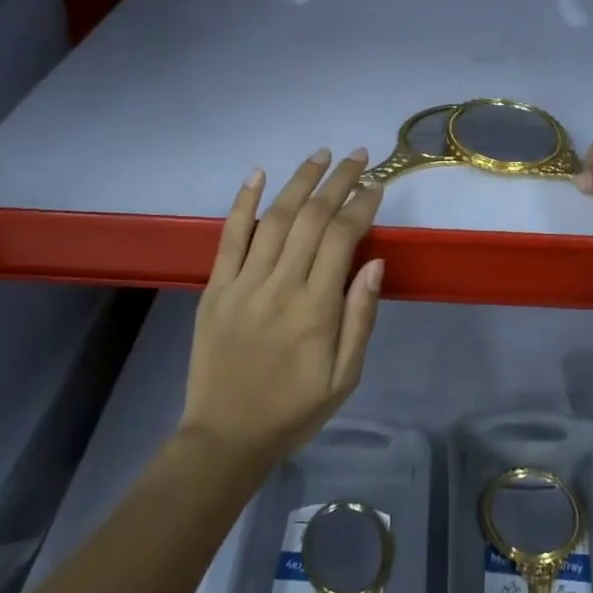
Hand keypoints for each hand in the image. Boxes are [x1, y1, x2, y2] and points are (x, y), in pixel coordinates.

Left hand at [182, 148, 385, 467]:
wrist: (225, 437)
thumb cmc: (294, 410)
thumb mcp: (345, 377)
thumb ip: (360, 317)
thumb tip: (375, 263)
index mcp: (315, 310)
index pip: (342, 239)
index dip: (361, 205)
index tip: (376, 186)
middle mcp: (279, 286)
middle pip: (311, 218)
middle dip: (337, 181)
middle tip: (358, 157)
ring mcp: (243, 284)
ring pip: (275, 219)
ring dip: (299, 181)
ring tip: (321, 155)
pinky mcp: (216, 288)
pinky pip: (229, 236)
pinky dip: (243, 202)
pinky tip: (258, 174)